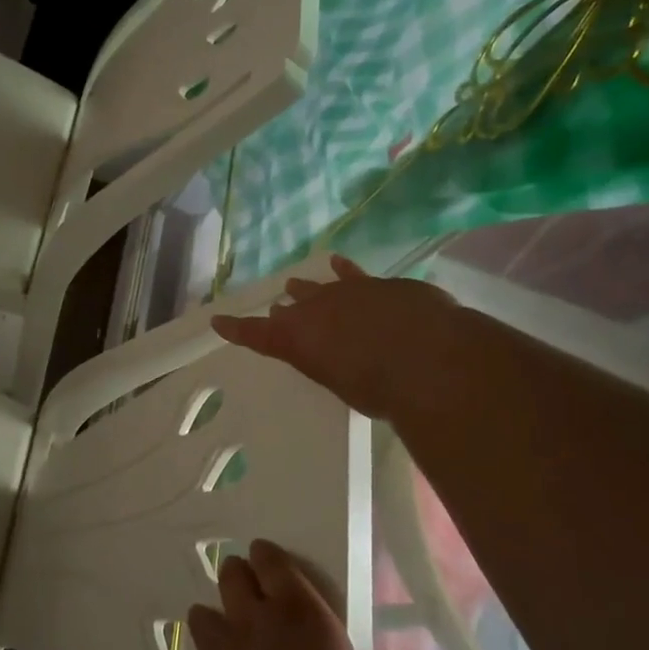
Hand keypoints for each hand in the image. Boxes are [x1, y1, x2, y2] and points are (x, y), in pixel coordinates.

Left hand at [183, 539, 411, 649]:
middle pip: (230, 577)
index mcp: (297, 612)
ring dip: (211, 618)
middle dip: (236, 576)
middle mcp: (252, 621)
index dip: (267, 557)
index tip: (266, 559)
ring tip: (223, 633)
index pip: (272, 562)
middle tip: (247, 589)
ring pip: (202, 616)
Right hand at [210, 254, 462, 419]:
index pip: (259, 333)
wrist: (429, 357)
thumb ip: (333, 365)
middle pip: (295, 306)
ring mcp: (351, 292)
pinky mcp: (382, 285)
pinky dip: (346, 271)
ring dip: (310, 286)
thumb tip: (337, 359)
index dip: (238, 329)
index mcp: (300, 338)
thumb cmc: (380, 387)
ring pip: (322, 286)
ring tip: (297, 282)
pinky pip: (356, 275)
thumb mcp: (344, 384)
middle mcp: (318, 309)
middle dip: (286, 308)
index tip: (218, 322)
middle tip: (279, 309)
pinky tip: (340, 263)